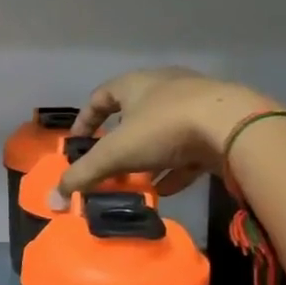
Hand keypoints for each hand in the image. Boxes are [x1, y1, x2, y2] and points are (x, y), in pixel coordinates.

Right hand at [61, 67, 276, 198]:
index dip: (85, 120)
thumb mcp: (115, 153)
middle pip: (133, 113)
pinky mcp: (218, 126)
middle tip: (108, 166)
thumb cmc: (164, 128)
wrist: (234, 126)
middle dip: (118, 143)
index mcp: (136, 84)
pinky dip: (174, 168)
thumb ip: (82, 176)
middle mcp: (165, 87)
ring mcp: (196, 105)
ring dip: (146, 157)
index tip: (77, 144)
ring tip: (135, 182)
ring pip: (162, 132)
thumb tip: (51, 201)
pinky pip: (188, 148)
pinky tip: (167, 189)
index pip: (101, 96)